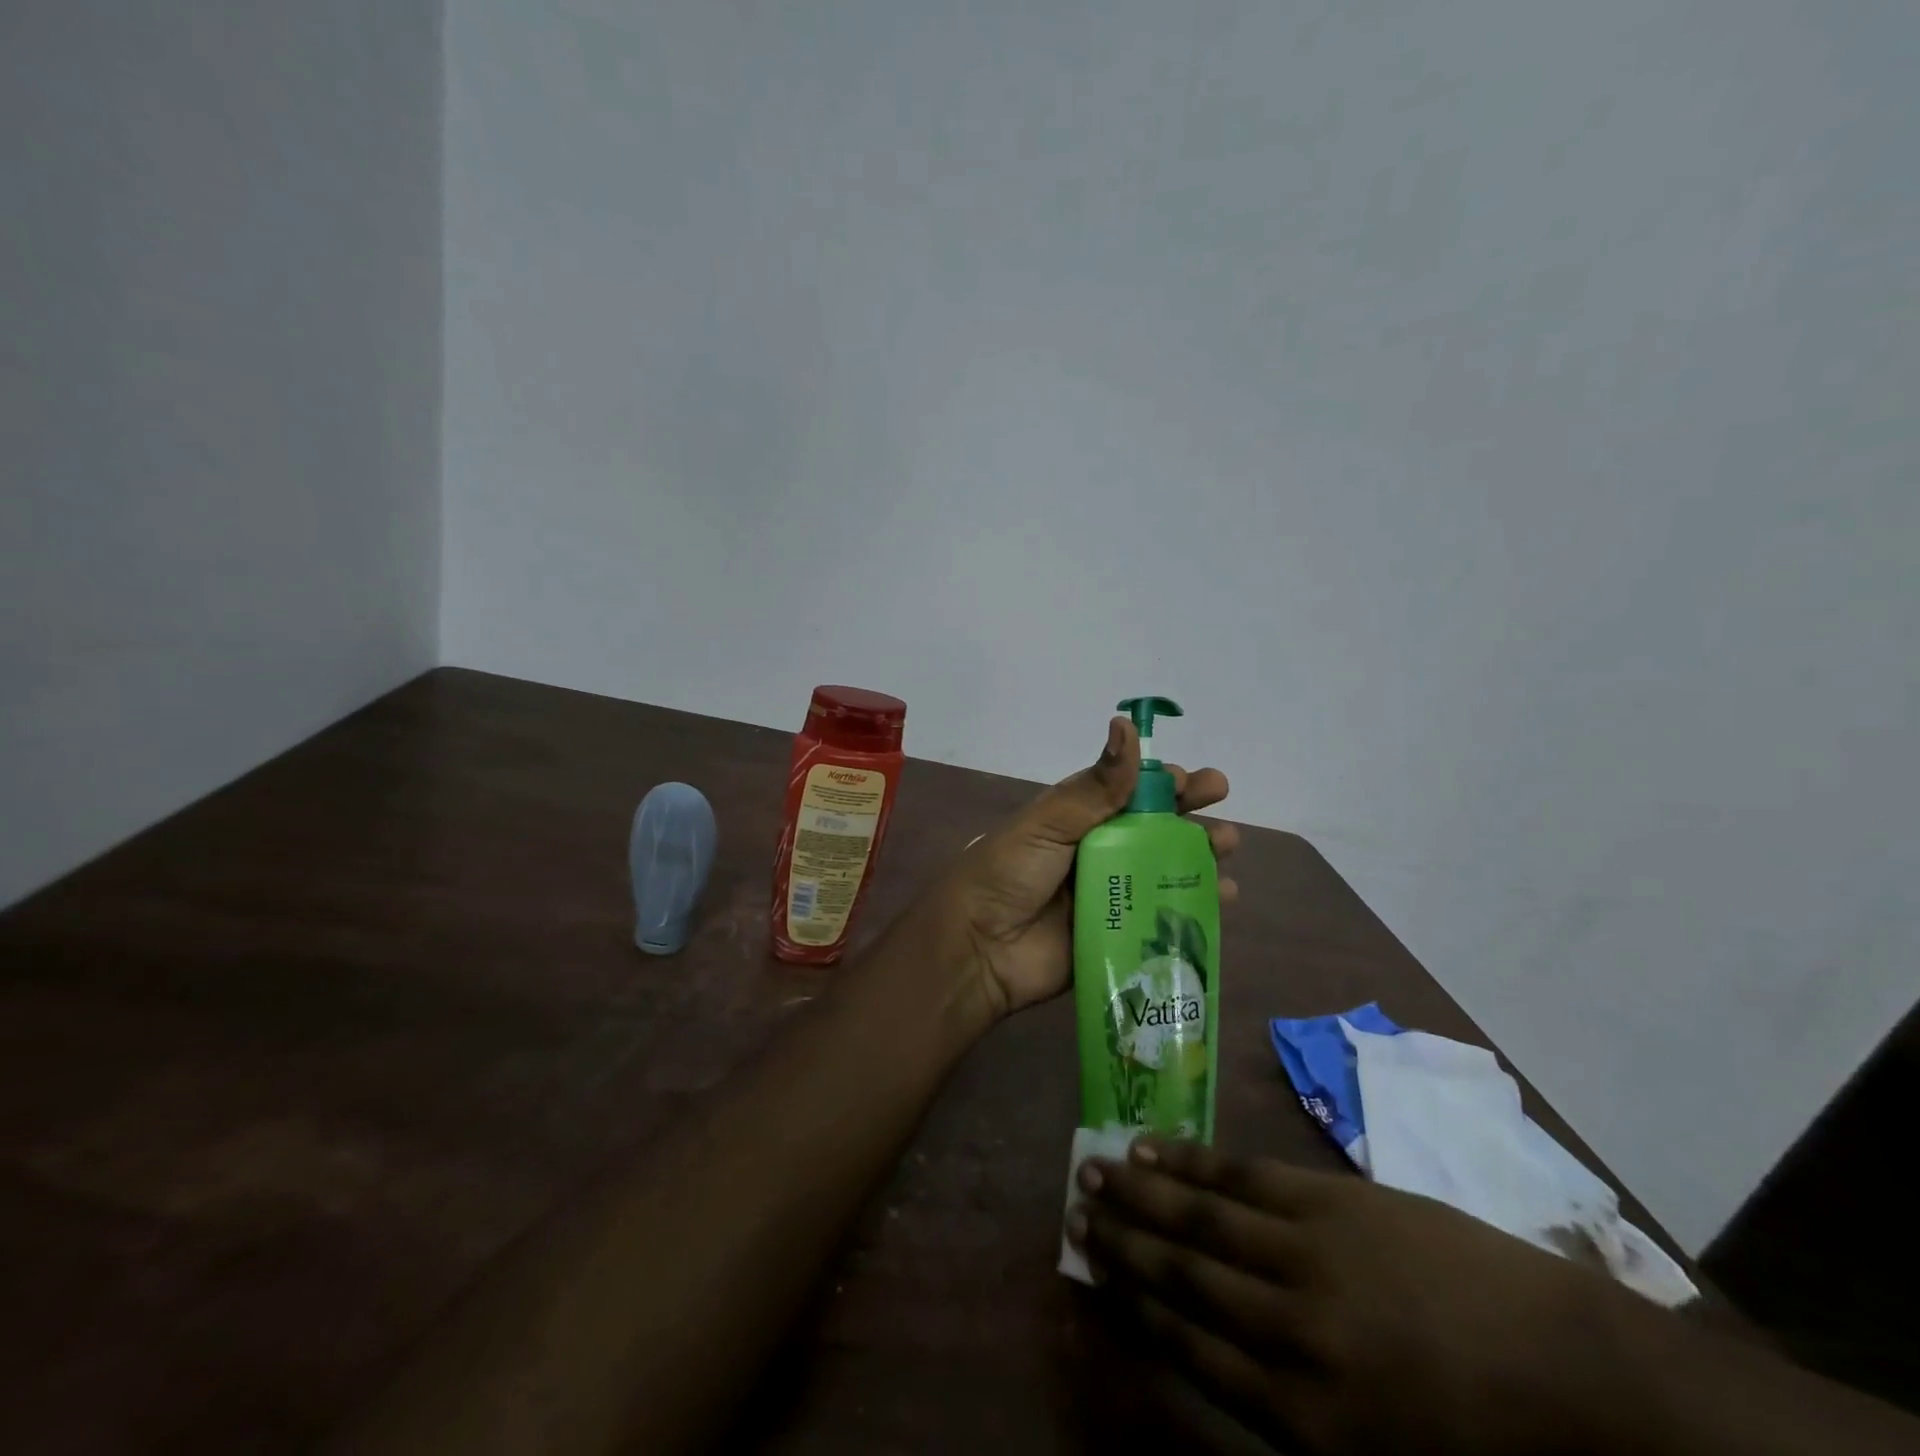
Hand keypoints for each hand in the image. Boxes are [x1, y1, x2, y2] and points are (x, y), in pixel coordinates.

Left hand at [911, 717, 1237, 1020]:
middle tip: (1223, 813)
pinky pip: (1162, 918)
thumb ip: (1096, 786)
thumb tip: (1126, 723)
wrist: (978, 947)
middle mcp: (1098, 853)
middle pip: (1155, 831)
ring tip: (1227, 850)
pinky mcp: (1117, 936)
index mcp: (1078, 819)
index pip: (1130, 793)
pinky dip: (1195, 907)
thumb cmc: (1009, 873)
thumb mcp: (1049, 821)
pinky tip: (1223, 899)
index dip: (1165, 784)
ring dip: (1199, 859)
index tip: (1198, 781)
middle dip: (1191, 819)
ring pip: (1165, 871)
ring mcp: (1110, 896)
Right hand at [1070, 1139, 1665, 1455]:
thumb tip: (1211, 1353)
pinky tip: (1155, 1149)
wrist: (1576, 1374)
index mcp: (1303, 1419)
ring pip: (1201, 1218)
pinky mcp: (1329, 1202)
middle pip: (1183, 1276)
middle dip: (1122, 1242)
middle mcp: (1289, 1334)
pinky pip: (1242, 1176)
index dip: (1132, 1305)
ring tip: (1095, 1169)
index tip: (1090, 1270)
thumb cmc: (1477, 1436)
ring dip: (1141, 1194)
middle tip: (1074, 1208)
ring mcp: (1307, 1256)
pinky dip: (1192, 1162)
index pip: (1189, 1348)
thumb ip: (1289, 1409)